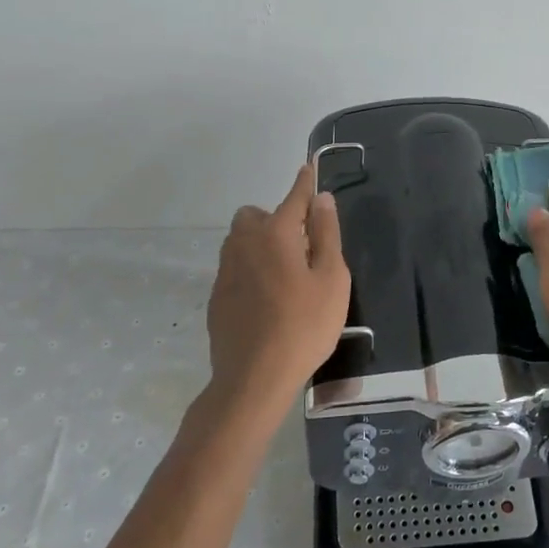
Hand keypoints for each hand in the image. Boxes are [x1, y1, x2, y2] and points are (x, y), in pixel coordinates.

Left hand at [205, 162, 351, 414]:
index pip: (293, 198)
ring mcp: (225, 272)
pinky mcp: (217, 298)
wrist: (253, 378)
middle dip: (274, 218)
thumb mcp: (331, 278)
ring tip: (284, 271)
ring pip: (239, 241)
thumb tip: (322, 198)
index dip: (304, 183)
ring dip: (259, 242)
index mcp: (276, 234)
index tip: (308, 169)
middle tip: (300, 244)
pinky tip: (267, 298)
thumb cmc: (304, 325)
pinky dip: (250, 269)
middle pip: (254, 215)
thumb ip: (327, 234)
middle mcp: (244, 244)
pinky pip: (234, 268)